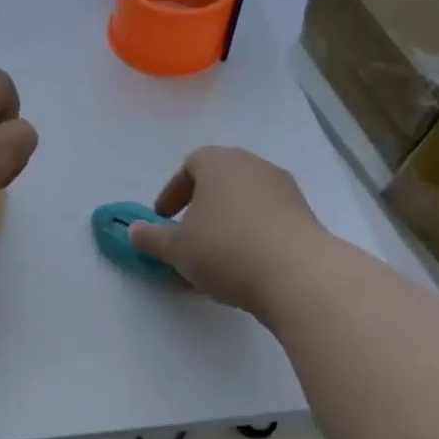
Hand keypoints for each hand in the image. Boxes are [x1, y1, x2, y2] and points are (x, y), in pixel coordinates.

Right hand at [126, 147, 332, 315]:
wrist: (298, 275)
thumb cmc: (225, 249)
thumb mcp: (176, 248)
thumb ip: (151, 238)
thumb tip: (134, 231)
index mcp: (220, 163)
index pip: (191, 163)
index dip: (173, 190)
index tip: (163, 217)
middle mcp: (254, 167)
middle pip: (220, 180)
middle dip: (199, 206)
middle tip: (186, 234)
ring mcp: (284, 191)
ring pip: (244, 201)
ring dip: (224, 223)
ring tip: (212, 257)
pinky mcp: (304, 217)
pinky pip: (266, 219)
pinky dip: (249, 235)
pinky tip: (241, 266)